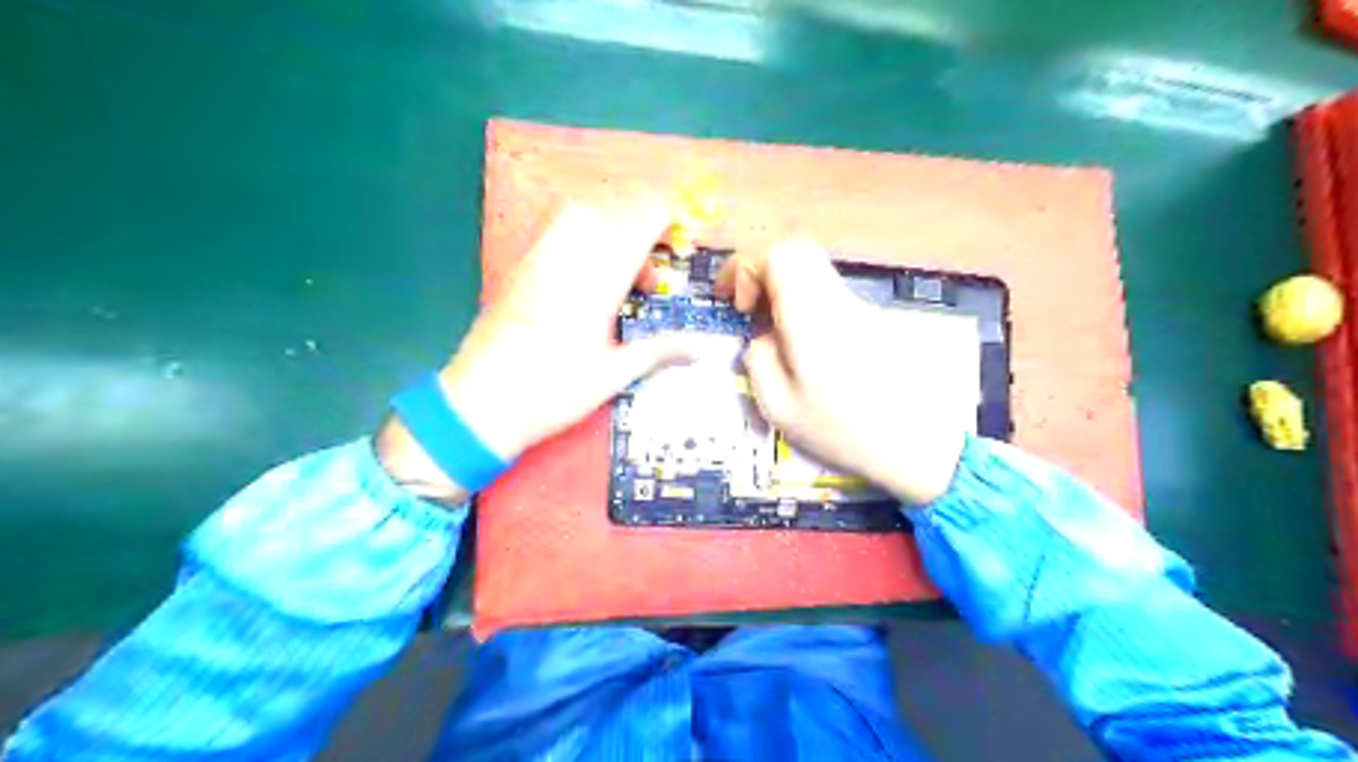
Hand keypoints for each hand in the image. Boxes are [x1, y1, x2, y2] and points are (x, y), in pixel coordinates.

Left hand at [377, 193, 705, 500]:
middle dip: (645, 218)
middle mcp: (568, 256)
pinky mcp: (521, 263)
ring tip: (626, 268)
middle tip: (657, 262)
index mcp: (597, 281)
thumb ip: (662, 350)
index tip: (682, 238)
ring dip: (615, 221)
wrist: (480, 402)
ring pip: (583, 207)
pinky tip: (591, 267)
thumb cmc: (552, 392)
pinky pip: (558, 223)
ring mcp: (539, 255)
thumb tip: (706, 347)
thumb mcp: (614, 374)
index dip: (667, 215)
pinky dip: (586, 229)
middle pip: (614, 204)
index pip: (639, 219)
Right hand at [714, 240, 981, 506]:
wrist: (918, 444)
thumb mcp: (780, 407)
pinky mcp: (876, 321)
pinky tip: (808, 350)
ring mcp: (861, 308)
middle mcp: (838, 300)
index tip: (737, 306)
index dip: (746, 270)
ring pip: (815, 274)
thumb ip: (759, 362)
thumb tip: (761, 338)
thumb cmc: (843, 431)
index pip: (778, 257)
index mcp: (811, 316)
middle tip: (752, 311)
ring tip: (777, 336)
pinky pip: (832, 296)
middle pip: (798, 253)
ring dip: (786, 292)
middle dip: (764, 274)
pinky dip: (808, 307)